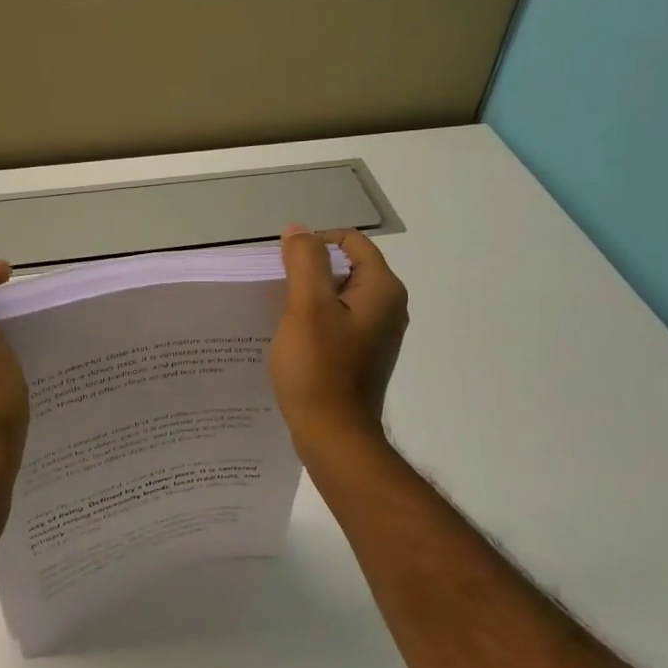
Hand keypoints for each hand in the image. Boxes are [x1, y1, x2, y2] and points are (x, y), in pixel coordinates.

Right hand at [270, 226, 408, 455]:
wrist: (334, 436)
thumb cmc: (319, 369)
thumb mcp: (306, 307)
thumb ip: (304, 262)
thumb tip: (299, 231)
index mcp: (382, 289)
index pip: (350, 242)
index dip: (314, 244)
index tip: (282, 265)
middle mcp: (389, 307)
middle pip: (346, 268)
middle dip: (310, 272)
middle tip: (278, 291)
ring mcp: (379, 334)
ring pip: (340, 297)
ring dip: (311, 299)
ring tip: (281, 316)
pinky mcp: (365, 355)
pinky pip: (340, 323)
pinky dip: (317, 323)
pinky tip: (295, 340)